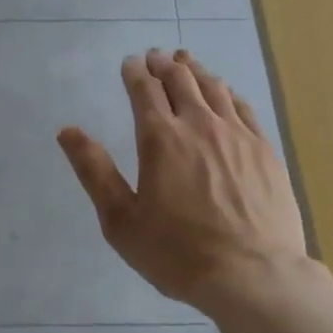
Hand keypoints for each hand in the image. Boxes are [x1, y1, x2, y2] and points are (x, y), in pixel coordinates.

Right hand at [58, 48, 306, 313]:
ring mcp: (236, 134)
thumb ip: (94, 171)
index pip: (144, 89)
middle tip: (156, 56)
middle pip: (180, 79)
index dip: (135, 72)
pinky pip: (243, 107)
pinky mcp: (265, 149)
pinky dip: (228, 92)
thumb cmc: (180, 253)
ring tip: (186, 61)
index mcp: (160, 138)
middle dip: (163, 64)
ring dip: (195, 70)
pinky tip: (225, 93)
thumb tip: (67, 131)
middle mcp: (198, 124)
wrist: (254, 276)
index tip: (130, 63)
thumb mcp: (122, 221)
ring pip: (213, 87)